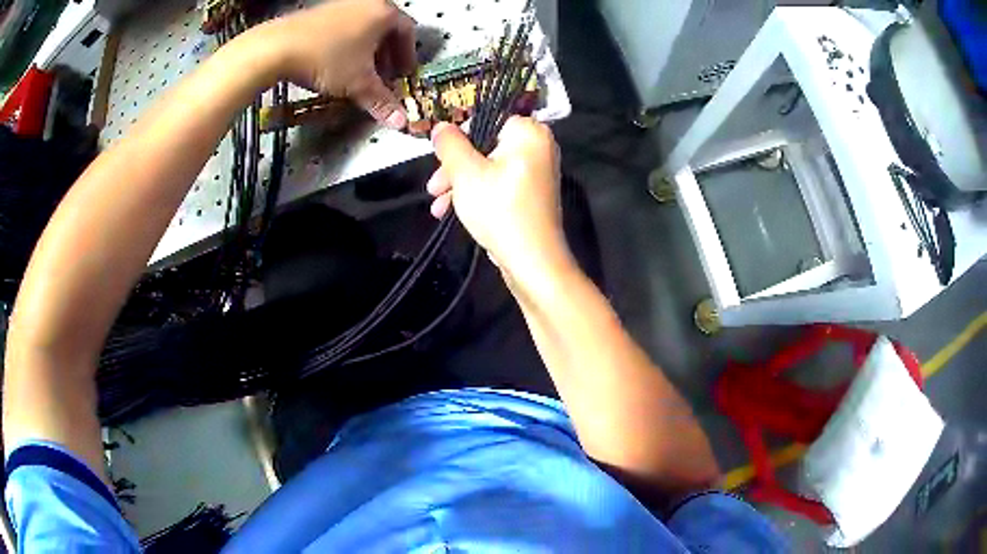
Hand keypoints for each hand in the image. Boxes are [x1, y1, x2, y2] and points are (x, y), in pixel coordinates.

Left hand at [255, 0, 416, 127]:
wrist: (278, 47)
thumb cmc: (327, 58)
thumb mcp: (358, 83)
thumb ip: (381, 101)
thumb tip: (400, 122)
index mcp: (384, 13)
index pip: (408, 33)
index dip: (407, 57)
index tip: (402, 75)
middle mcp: (367, 2)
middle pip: (387, 29)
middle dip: (387, 55)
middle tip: (382, 77)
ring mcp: (343, 4)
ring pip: (365, 27)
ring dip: (367, 50)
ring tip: (358, 72)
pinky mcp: (321, 11)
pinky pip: (345, 26)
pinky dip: (348, 44)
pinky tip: (336, 62)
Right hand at [427, 117, 572, 280]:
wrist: (533, 261)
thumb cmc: (499, 209)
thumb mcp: (465, 172)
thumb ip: (450, 144)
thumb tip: (441, 126)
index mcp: (528, 132)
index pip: (485, 121)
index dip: (457, 140)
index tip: (438, 161)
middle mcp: (538, 146)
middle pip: (485, 146)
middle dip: (454, 169)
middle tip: (433, 188)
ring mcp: (537, 171)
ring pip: (489, 168)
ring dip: (460, 185)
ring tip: (437, 207)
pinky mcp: (532, 193)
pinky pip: (500, 184)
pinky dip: (478, 194)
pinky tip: (452, 212)